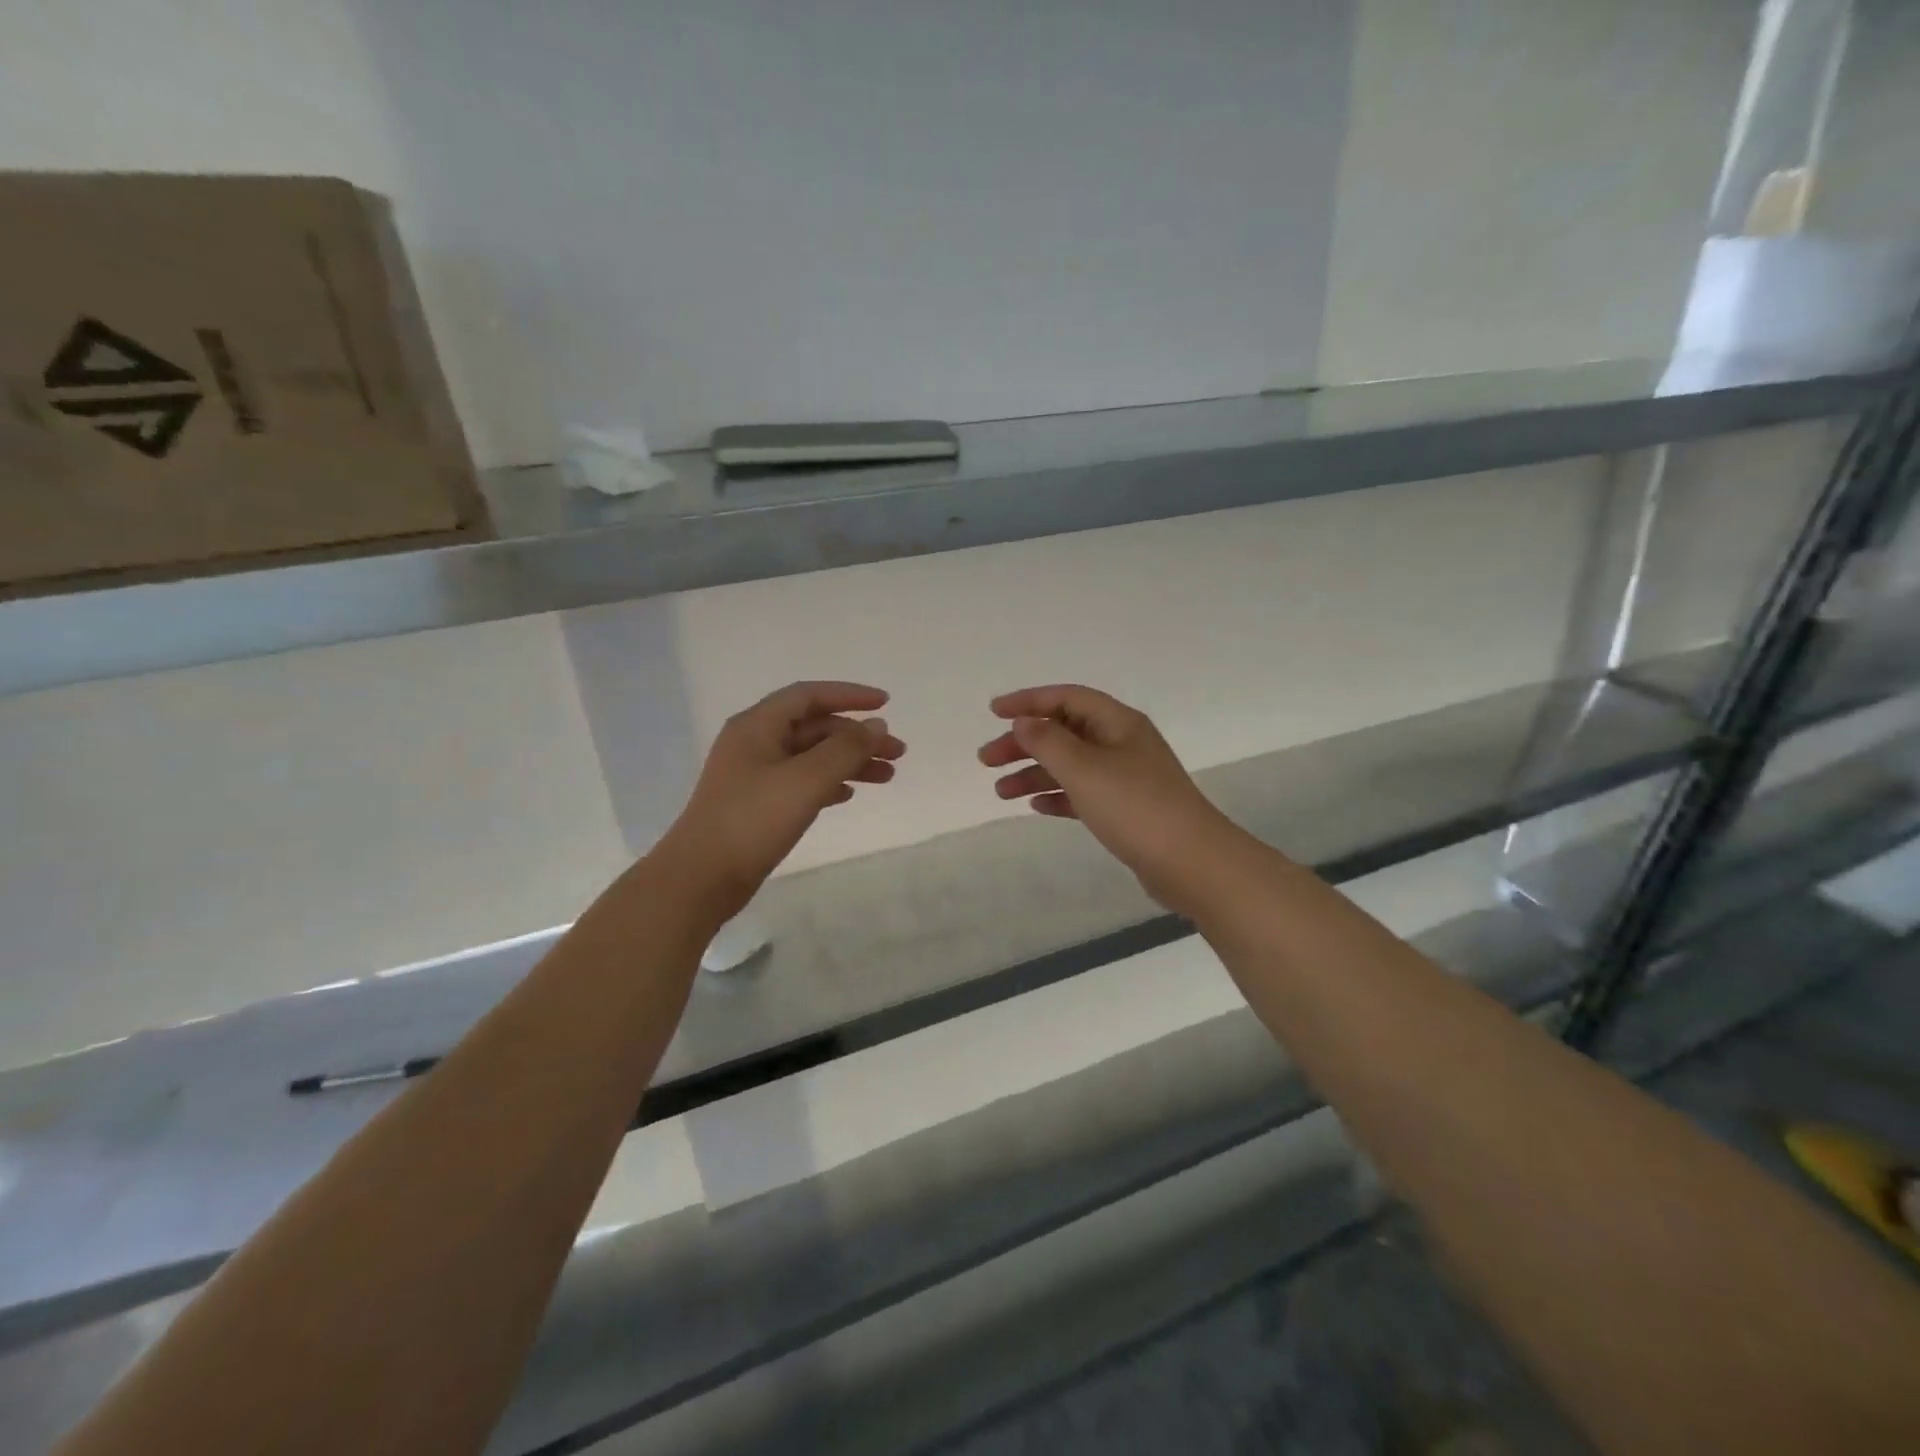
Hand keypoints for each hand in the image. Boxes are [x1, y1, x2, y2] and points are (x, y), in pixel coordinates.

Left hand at [662, 681, 904, 917]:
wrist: (701, 878)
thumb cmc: (752, 820)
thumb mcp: (805, 780)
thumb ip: (845, 749)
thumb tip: (876, 724)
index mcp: (757, 726)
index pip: (809, 696)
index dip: (849, 695)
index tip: (886, 704)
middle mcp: (755, 743)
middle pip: (814, 727)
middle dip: (857, 736)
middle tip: (897, 752)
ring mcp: (754, 775)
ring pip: (811, 757)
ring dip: (849, 762)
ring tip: (887, 776)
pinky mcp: (757, 804)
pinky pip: (801, 782)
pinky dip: (829, 783)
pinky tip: (849, 795)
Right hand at [979, 685, 1239, 914]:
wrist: (1191, 863)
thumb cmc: (1135, 806)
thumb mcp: (1084, 768)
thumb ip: (1047, 741)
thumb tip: (1024, 721)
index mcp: (1117, 723)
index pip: (1066, 698)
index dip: (1028, 700)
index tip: (993, 712)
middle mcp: (1122, 743)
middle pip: (1064, 732)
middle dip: (1024, 742)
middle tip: (987, 760)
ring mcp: (1126, 778)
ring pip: (1070, 765)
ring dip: (1034, 773)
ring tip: (1000, 792)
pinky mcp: (1126, 809)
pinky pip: (1083, 793)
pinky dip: (1058, 796)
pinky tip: (1037, 807)